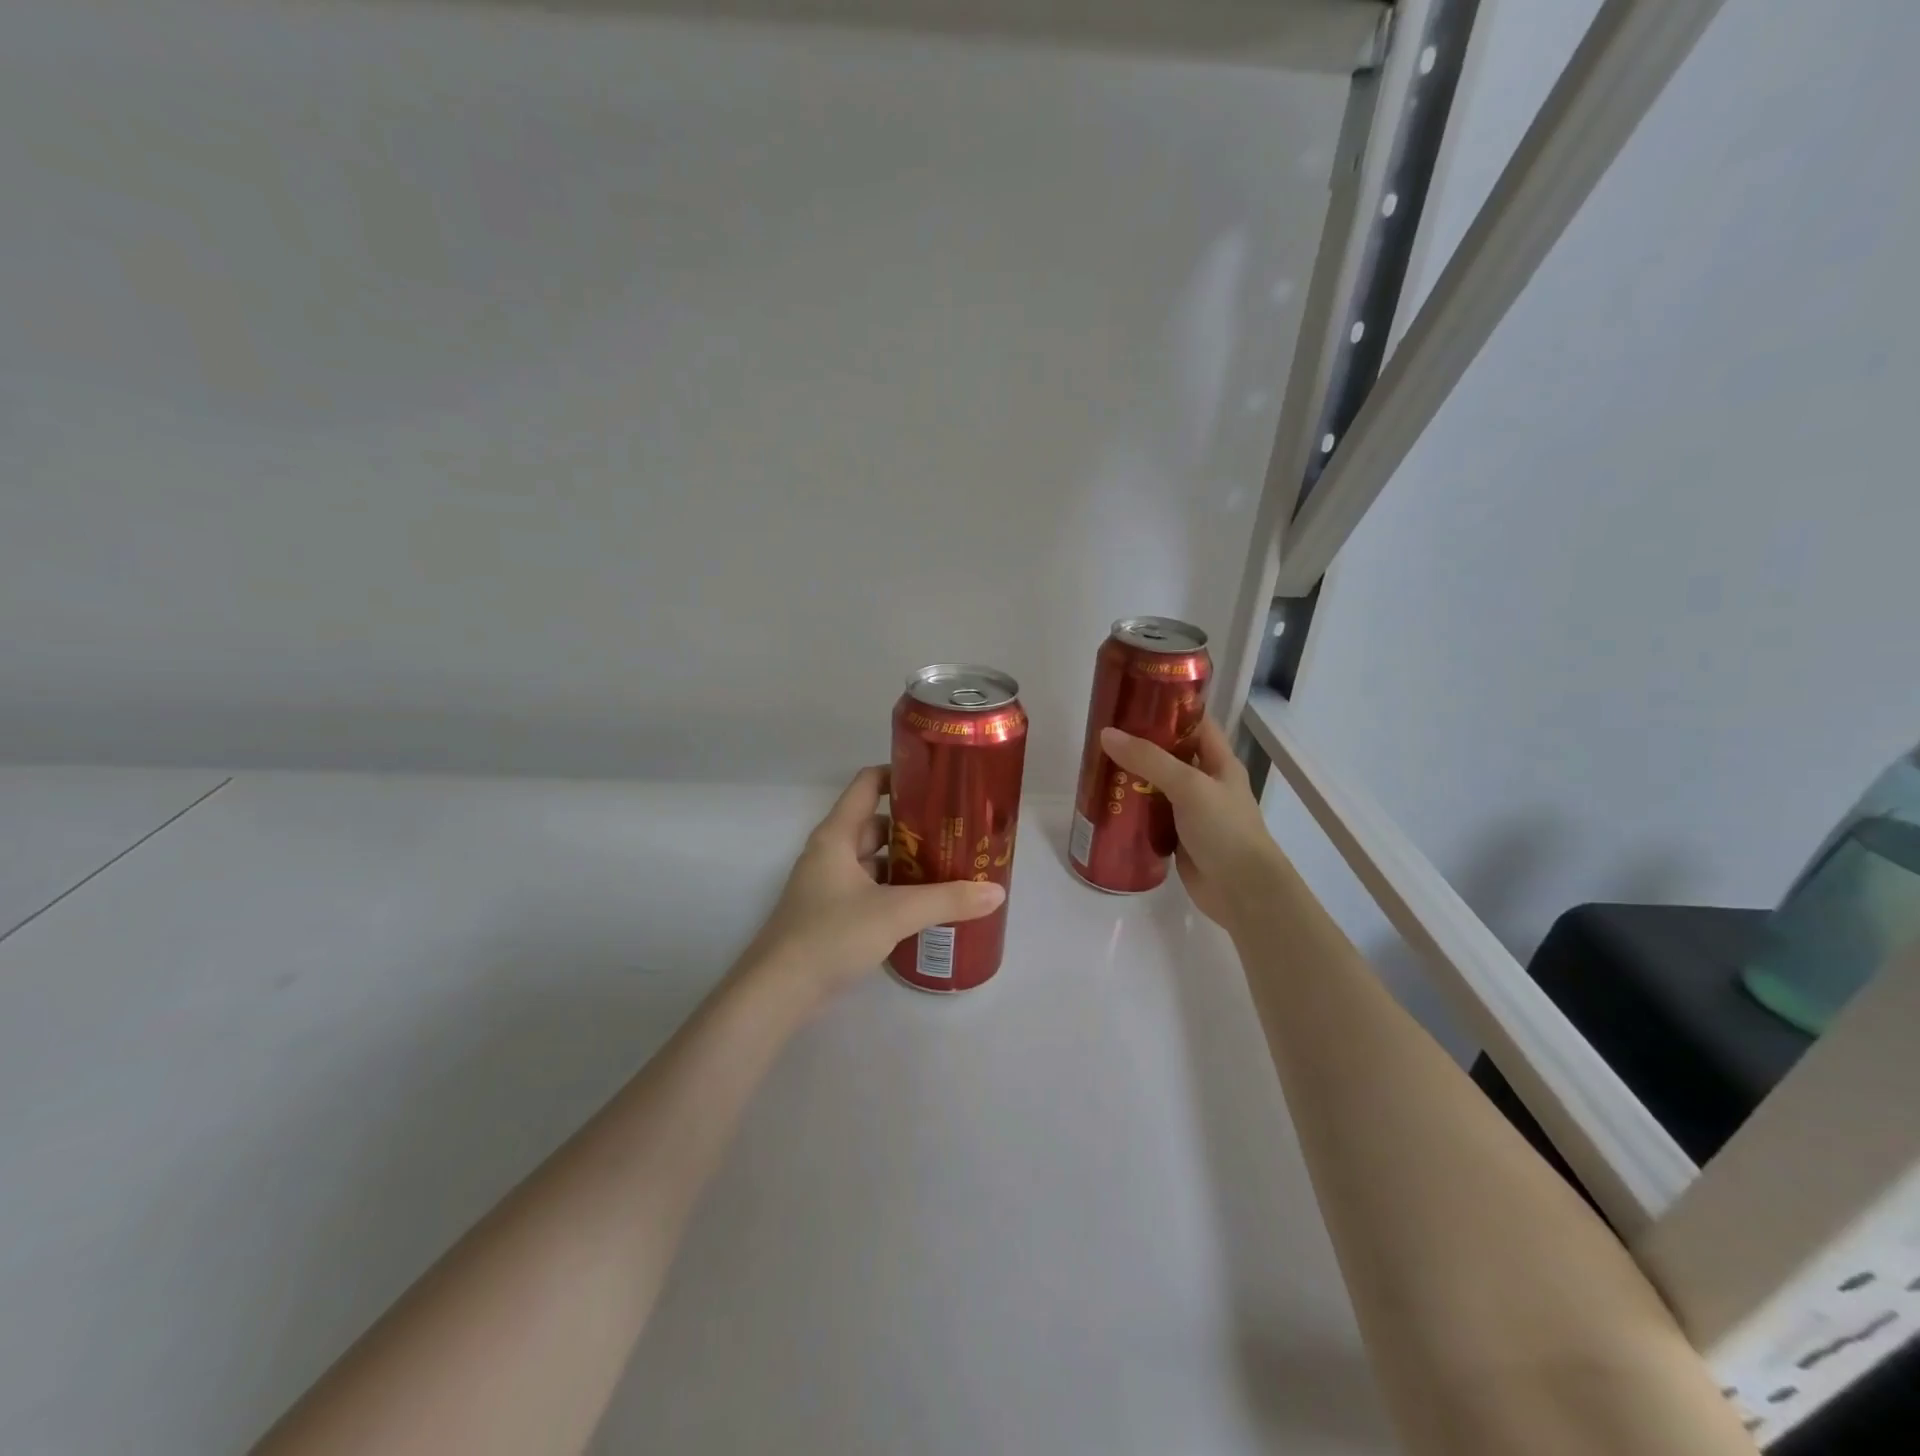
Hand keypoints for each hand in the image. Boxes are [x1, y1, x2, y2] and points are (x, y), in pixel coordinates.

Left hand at [740, 765, 1005, 1008]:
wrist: (779, 991)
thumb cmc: (831, 935)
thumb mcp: (895, 913)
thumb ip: (947, 900)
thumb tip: (997, 892)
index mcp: (837, 836)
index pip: (867, 784)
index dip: (899, 774)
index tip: (937, 780)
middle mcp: (830, 853)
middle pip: (876, 824)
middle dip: (914, 826)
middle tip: (956, 831)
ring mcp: (829, 885)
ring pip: (874, 860)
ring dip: (906, 862)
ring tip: (950, 866)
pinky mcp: (831, 915)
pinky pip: (870, 890)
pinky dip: (895, 891)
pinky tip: (924, 904)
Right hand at [1100, 717, 1287, 928]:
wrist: (1242, 891)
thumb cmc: (1224, 829)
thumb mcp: (1188, 786)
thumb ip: (1149, 760)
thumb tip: (1107, 734)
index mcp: (1219, 762)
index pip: (1194, 723)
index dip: (1168, 709)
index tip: (1132, 701)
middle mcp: (1206, 782)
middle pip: (1170, 754)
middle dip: (1140, 745)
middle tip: (1103, 737)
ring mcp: (1191, 812)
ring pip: (1156, 787)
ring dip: (1131, 779)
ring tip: (1096, 767)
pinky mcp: (1177, 837)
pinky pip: (1151, 816)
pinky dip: (1132, 810)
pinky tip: (1107, 805)